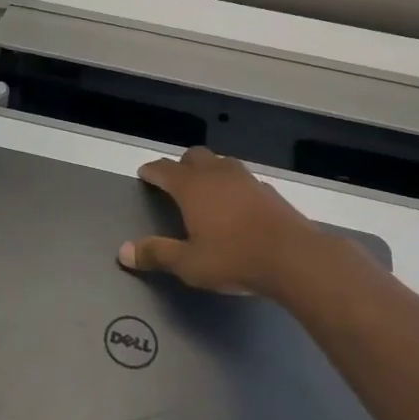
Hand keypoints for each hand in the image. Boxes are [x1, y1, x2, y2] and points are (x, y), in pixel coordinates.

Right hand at [117, 145, 327, 295]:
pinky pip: (243, 179)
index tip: (144, 174)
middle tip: (175, 180)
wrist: (295, 258)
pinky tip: (237, 204)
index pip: (165, 169)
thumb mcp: (188, 263)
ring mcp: (247, 180)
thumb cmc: (234, 258)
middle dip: (182, 164)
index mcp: (192, 187)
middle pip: (195, 156)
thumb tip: (123, 251)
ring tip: (206, 188)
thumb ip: (157, 254)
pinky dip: (233, 186)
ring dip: (210, 170)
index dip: (152, 171)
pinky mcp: (270, 192)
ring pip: (222, 163)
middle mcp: (217, 175)